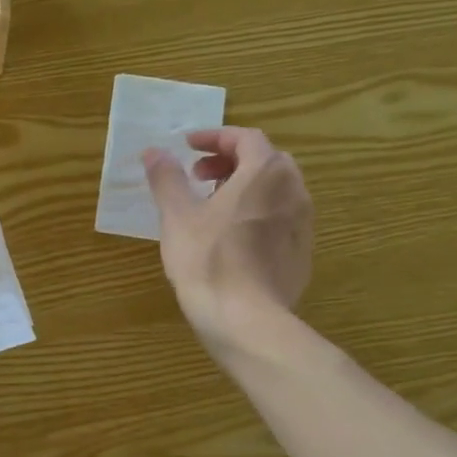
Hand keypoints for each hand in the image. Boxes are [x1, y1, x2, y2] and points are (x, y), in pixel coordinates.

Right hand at [142, 126, 312, 356]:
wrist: (244, 318)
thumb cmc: (207, 260)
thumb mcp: (177, 216)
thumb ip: (167, 179)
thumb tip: (154, 152)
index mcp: (264, 174)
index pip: (246, 138)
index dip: (215, 137)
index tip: (188, 147)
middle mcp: (293, 191)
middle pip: (266, 161)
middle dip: (231, 161)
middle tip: (199, 177)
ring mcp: (303, 223)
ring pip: (277, 190)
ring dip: (246, 187)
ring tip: (213, 207)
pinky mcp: (301, 252)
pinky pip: (281, 218)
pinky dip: (258, 213)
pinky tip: (233, 238)